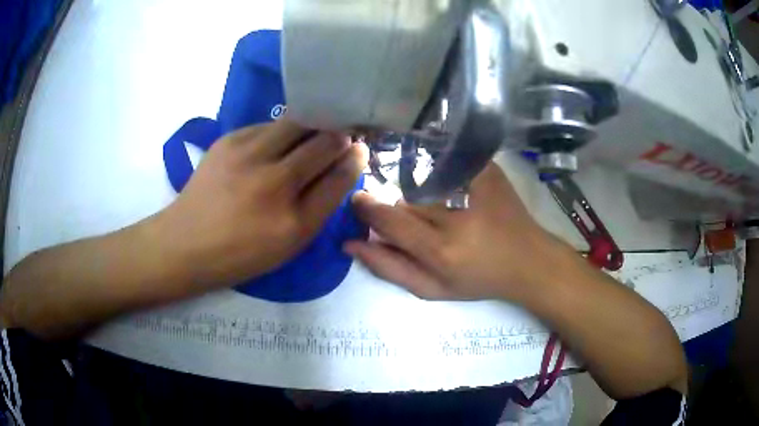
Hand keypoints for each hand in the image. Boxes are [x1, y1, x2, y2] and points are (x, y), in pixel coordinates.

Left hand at [153, 119, 367, 290]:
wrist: (186, 243)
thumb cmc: (240, 253)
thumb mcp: (287, 246)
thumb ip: (318, 209)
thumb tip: (340, 169)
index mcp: (294, 222)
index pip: (340, 178)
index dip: (355, 160)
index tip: (359, 150)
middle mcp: (275, 184)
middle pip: (325, 143)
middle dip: (340, 136)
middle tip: (342, 136)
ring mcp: (249, 157)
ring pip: (299, 122)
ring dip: (314, 125)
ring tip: (313, 131)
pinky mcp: (229, 140)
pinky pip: (269, 125)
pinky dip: (282, 131)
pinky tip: (277, 142)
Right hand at [345, 163, 567, 300]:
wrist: (529, 262)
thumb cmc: (481, 281)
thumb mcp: (433, 289)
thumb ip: (389, 269)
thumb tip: (351, 244)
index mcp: (441, 251)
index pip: (390, 220)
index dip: (368, 208)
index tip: (358, 201)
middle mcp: (456, 218)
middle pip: (408, 201)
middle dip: (400, 208)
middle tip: (418, 223)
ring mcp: (475, 188)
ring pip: (426, 183)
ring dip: (422, 193)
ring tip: (441, 211)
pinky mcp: (489, 171)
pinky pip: (450, 161)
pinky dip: (441, 168)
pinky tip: (451, 185)